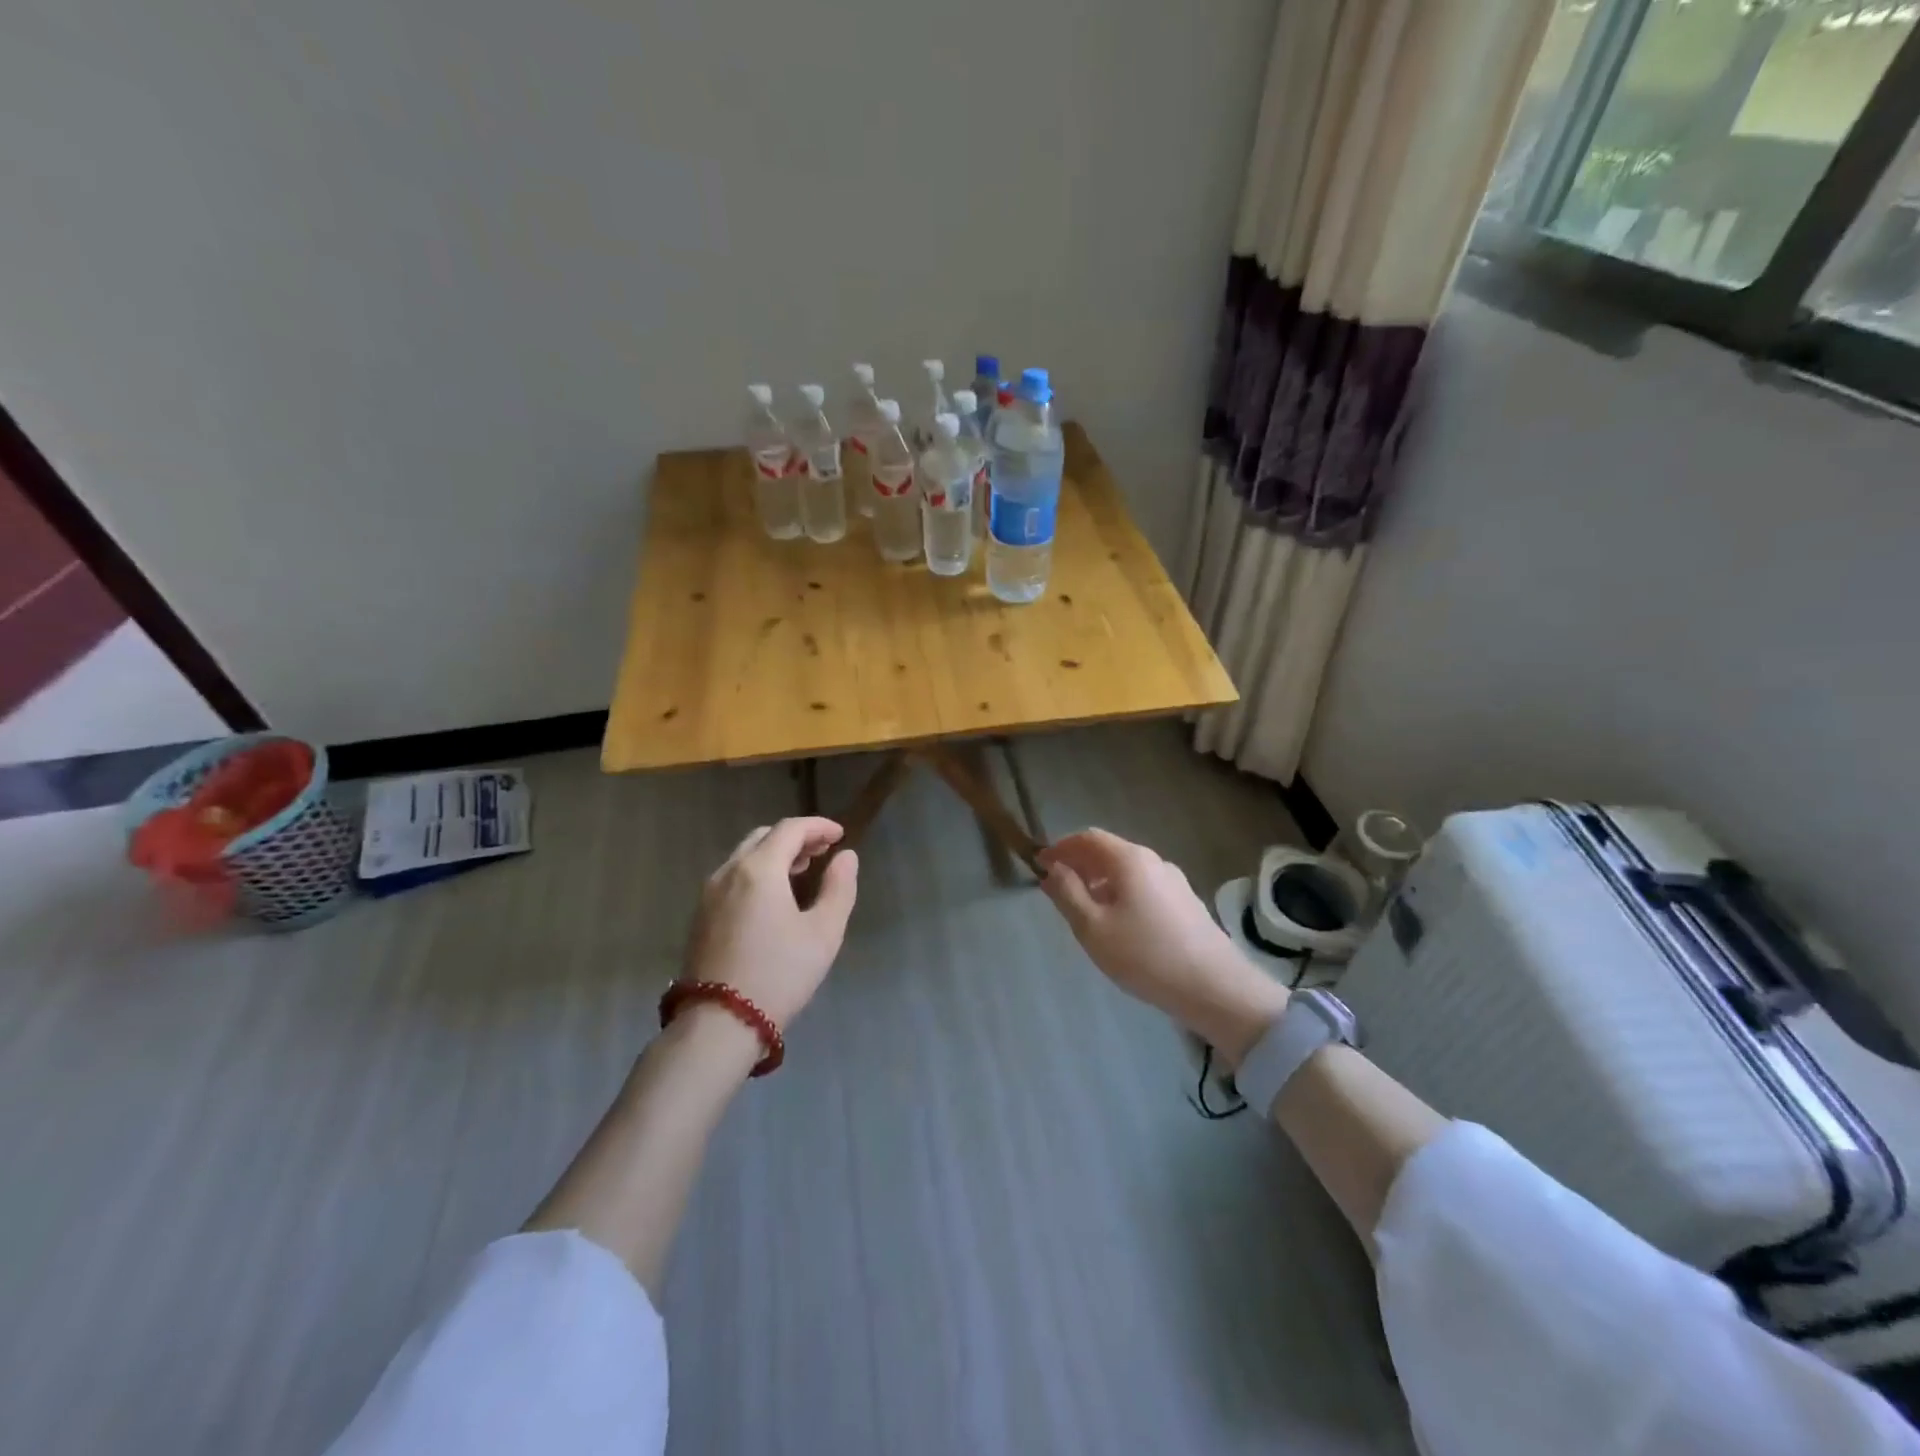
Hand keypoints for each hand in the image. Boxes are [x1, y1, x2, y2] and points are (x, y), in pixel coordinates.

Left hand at [685, 818, 858, 1028]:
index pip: (790, 829)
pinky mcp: (700, 915)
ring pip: (744, 856)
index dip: (818, 826)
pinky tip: (772, 897)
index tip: (840, 836)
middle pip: (764, 837)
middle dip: (795, 838)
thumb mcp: (824, 932)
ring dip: (774, 854)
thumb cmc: (779, 974)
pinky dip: (756, 872)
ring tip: (801, 872)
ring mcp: (709, 893)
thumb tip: (846, 857)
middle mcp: (728, 872)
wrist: (719, 1023)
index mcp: (759, 869)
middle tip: (822, 852)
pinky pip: (732, 877)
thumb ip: (839, 888)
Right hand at [1038, 829, 1288, 1064]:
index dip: (1061, 847)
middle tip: (1056, 886)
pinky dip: (1120, 892)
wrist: (1214, 987)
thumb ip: (1067, 893)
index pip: (1088, 838)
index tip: (1039, 864)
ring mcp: (1174, 881)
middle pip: (1109, 851)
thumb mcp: (1093, 927)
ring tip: (1083, 908)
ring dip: (1099, 880)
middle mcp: (1154, 861)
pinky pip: (1143, 886)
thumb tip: (1052, 868)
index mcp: (1129, 859)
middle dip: (1079, 863)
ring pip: (1127, 870)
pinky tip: (1117, 922)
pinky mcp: (1185, 902)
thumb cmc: (1144, 955)